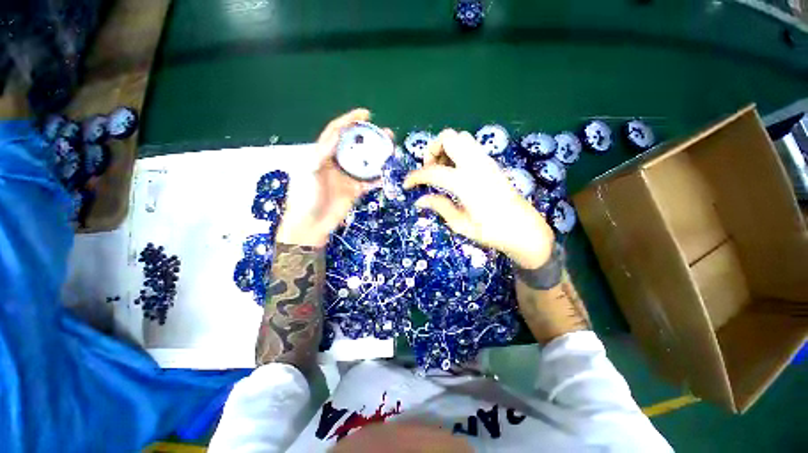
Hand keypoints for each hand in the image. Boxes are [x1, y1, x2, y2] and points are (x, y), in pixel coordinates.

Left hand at [275, 109, 392, 246]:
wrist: (311, 225)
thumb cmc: (305, 197)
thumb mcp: (309, 171)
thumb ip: (323, 152)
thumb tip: (337, 133)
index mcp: (323, 155)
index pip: (337, 132)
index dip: (349, 121)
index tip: (365, 114)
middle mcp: (336, 163)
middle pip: (355, 146)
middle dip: (370, 138)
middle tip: (385, 134)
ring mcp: (347, 177)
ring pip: (365, 163)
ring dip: (378, 157)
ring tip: (391, 149)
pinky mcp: (355, 191)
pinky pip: (369, 182)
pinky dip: (378, 178)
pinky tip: (387, 173)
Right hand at [403, 129, 554, 268]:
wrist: (524, 230)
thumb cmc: (491, 232)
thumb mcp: (460, 224)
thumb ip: (439, 206)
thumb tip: (419, 200)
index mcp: (465, 183)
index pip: (432, 172)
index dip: (415, 177)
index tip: (406, 185)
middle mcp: (476, 165)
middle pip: (448, 138)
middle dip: (432, 150)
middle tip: (429, 170)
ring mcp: (486, 161)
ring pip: (461, 137)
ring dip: (446, 148)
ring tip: (442, 169)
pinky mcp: (492, 164)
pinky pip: (471, 146)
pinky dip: (457, 151)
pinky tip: (456, 171)